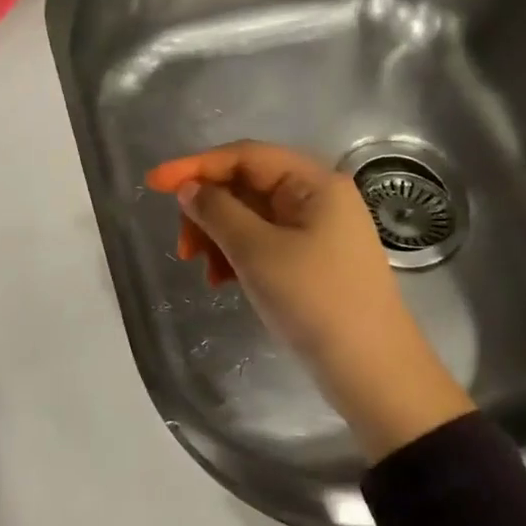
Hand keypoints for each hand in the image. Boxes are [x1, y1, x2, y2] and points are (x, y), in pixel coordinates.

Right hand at [147, 142, 473, 460]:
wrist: (371, 369)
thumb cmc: (314, 300)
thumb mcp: (257, 252)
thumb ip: (217, 212)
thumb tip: (189, 189)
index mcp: (314, 182)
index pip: (245, 156)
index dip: (196, 166)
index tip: (154, 184)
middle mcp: (318, 197)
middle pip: (247, 185)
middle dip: (208, 211)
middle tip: (184, 248)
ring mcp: (318, 230)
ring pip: (252, 217)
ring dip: (220, 237)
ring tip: (206, 272)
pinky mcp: (313, 260)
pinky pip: (264, 243)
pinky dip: (238, 256)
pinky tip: (224, 281)